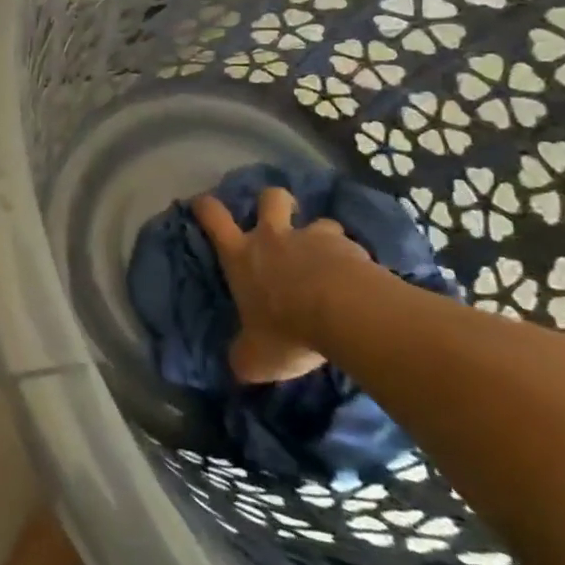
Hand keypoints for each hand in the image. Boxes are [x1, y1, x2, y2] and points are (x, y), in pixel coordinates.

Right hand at [192, 187, 372, 384]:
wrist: (347, 314)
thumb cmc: (288, 330)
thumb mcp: (256, 357)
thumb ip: (244, 356)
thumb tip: (237, 366)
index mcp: (241, 256)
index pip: (213, 218)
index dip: (206, 207)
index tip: (203, 203)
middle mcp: (274, 238)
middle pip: (270, 198)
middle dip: (273, 202)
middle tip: (280, 218)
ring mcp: (315, 239)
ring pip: (319, 222)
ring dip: (322, 238)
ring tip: (330, 262)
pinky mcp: (353, 249)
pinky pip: (352, 249)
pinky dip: (354, 262)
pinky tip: (360, 284)